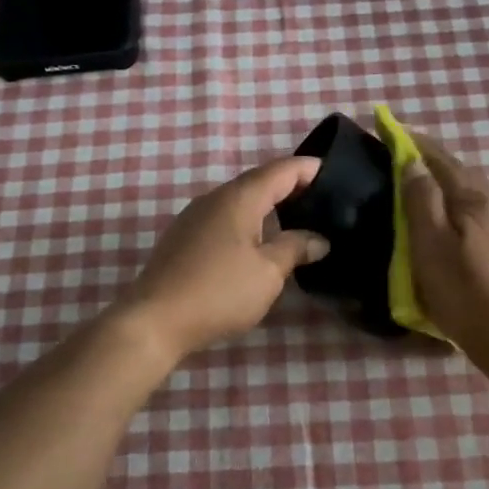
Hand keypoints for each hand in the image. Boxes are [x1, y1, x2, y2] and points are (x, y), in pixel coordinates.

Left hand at [112, 157, 330, 360]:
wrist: (155, 320)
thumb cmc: (219, 291)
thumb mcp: (267, 273)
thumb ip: (295, 249)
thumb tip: (319, 239)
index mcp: (240, 198)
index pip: (281, 170)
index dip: (308, 168)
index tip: (333, 171)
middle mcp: (215, 198)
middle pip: (259, 181)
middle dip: (290, 186)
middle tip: (321, 199)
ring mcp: (195, 217)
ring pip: (240, 200)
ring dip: (268, 205)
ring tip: (296, 220)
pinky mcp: (184, 238)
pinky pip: (225, 218)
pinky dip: (249, 221)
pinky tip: (259, 241)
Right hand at [401, 133, 488, 353]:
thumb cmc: (463, 291)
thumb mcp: (430, 245)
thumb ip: (421, 200)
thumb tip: (412, 163)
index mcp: (474, 197)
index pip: (440, 157)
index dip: (414, 142)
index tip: (392, 128)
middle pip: (461, 171)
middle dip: (433, 161)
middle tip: (405, 160)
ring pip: (476, 191)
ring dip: (450, 183)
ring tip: (428, 189)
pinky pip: (485, 211)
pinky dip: (464, 204)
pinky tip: (458, 219)